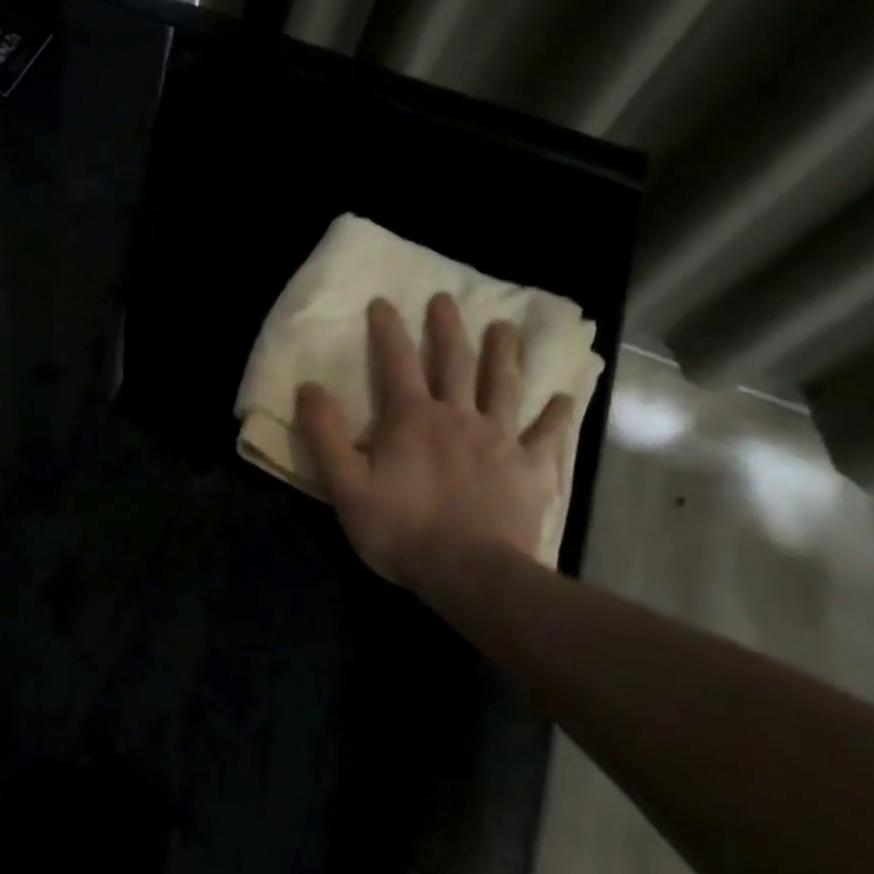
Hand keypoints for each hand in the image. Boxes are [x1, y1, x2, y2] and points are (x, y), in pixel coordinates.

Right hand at [294, 293, 572, 587]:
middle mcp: (458, 416)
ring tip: (505, 327)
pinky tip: (564, 398)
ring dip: (503, 354)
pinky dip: (555, 415)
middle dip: (447, 328)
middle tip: (446, 299)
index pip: (397, 362)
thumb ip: (325, 434)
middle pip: (455, 362)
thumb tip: (309, 386)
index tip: (383, 301)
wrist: (472, 575)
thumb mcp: (345, 484)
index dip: (388, 330)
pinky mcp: (530, 469)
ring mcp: (500, 440)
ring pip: (503, 386)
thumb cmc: (401, 529)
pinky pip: (547, 435)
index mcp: (412, 418)